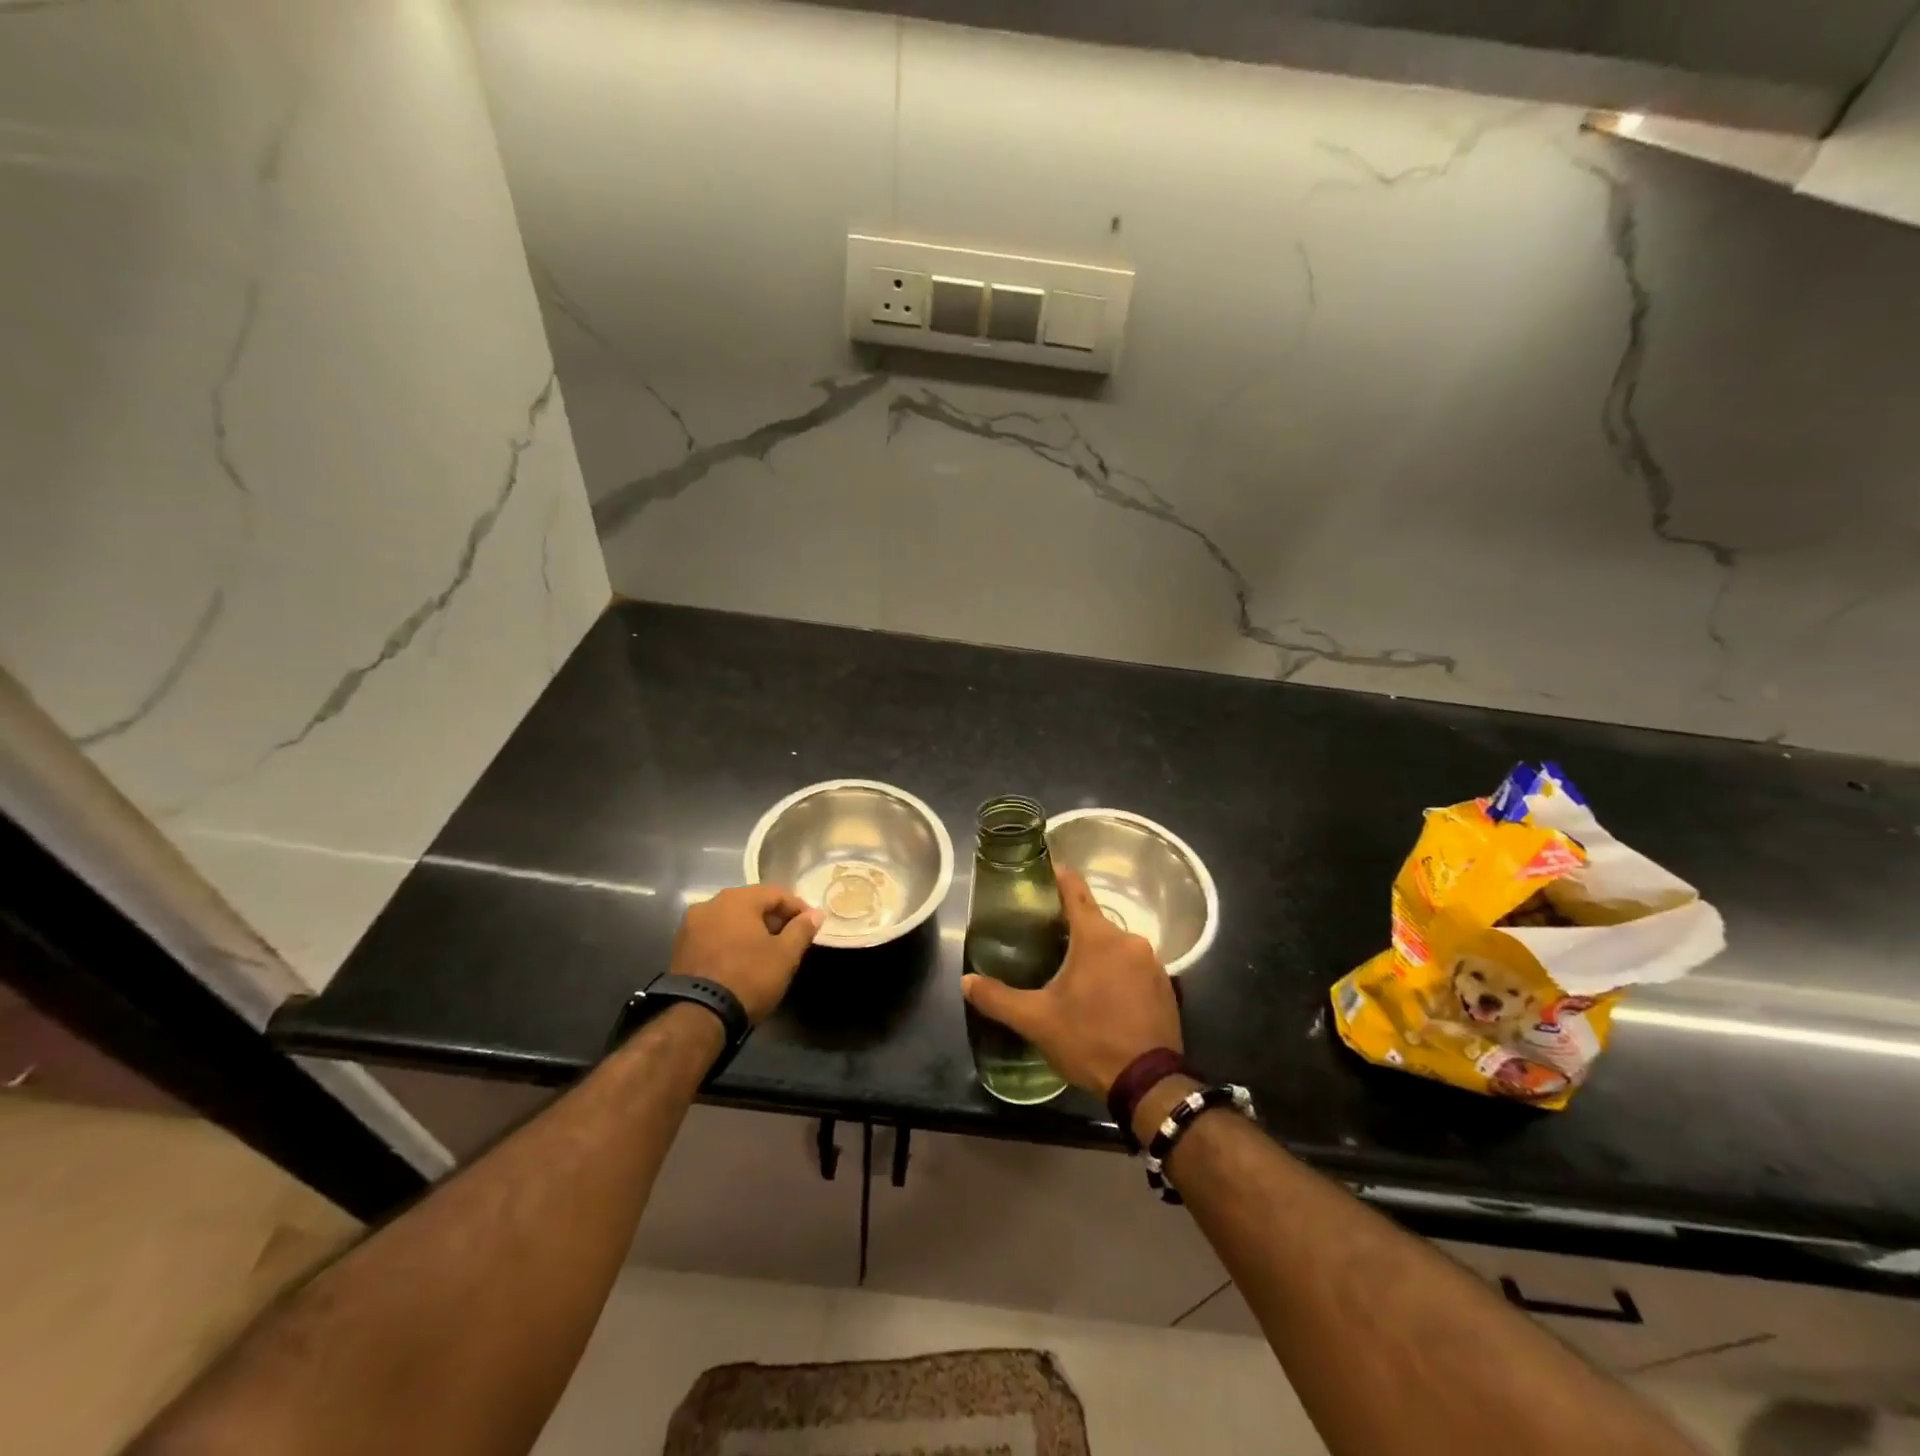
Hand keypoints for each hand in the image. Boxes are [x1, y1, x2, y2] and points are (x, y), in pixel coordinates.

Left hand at [669, 885, 822, 1022]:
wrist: (698, 1016)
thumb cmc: (748, 977)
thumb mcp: (785, 955)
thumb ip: (802, 929)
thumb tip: (816, 913)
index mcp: (737, 899)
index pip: (776, 893)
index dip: (798, 908)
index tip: (811, 925)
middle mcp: (710, 903)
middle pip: (751, 903)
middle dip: (774, 918)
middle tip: (791, 938)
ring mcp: (691, 925)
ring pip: (731, 919)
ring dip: (752, 929)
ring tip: (768, 950)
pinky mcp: (680, 947)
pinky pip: (715, 934)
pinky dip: (732, 940)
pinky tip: (743, 959)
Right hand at [961, 867, 1181, 1094]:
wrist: (1149, 1084)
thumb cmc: (1089, 1040)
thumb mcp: (1037, 1020)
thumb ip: (998, 997)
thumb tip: (965, 982)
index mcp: (1097, 937)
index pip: (1076, 890)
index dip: (1058, 877)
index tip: (1044, 871)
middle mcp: (1129, 939)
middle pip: (1094, 921)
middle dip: (1071, 927)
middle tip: (1046, 939)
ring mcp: (1152, 962)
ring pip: (1115, 945)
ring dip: (1096, 953)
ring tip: (1073, 971)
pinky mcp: (1166, 985)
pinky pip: (1134, 967)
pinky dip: (1117, 972)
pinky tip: (1104, 995)